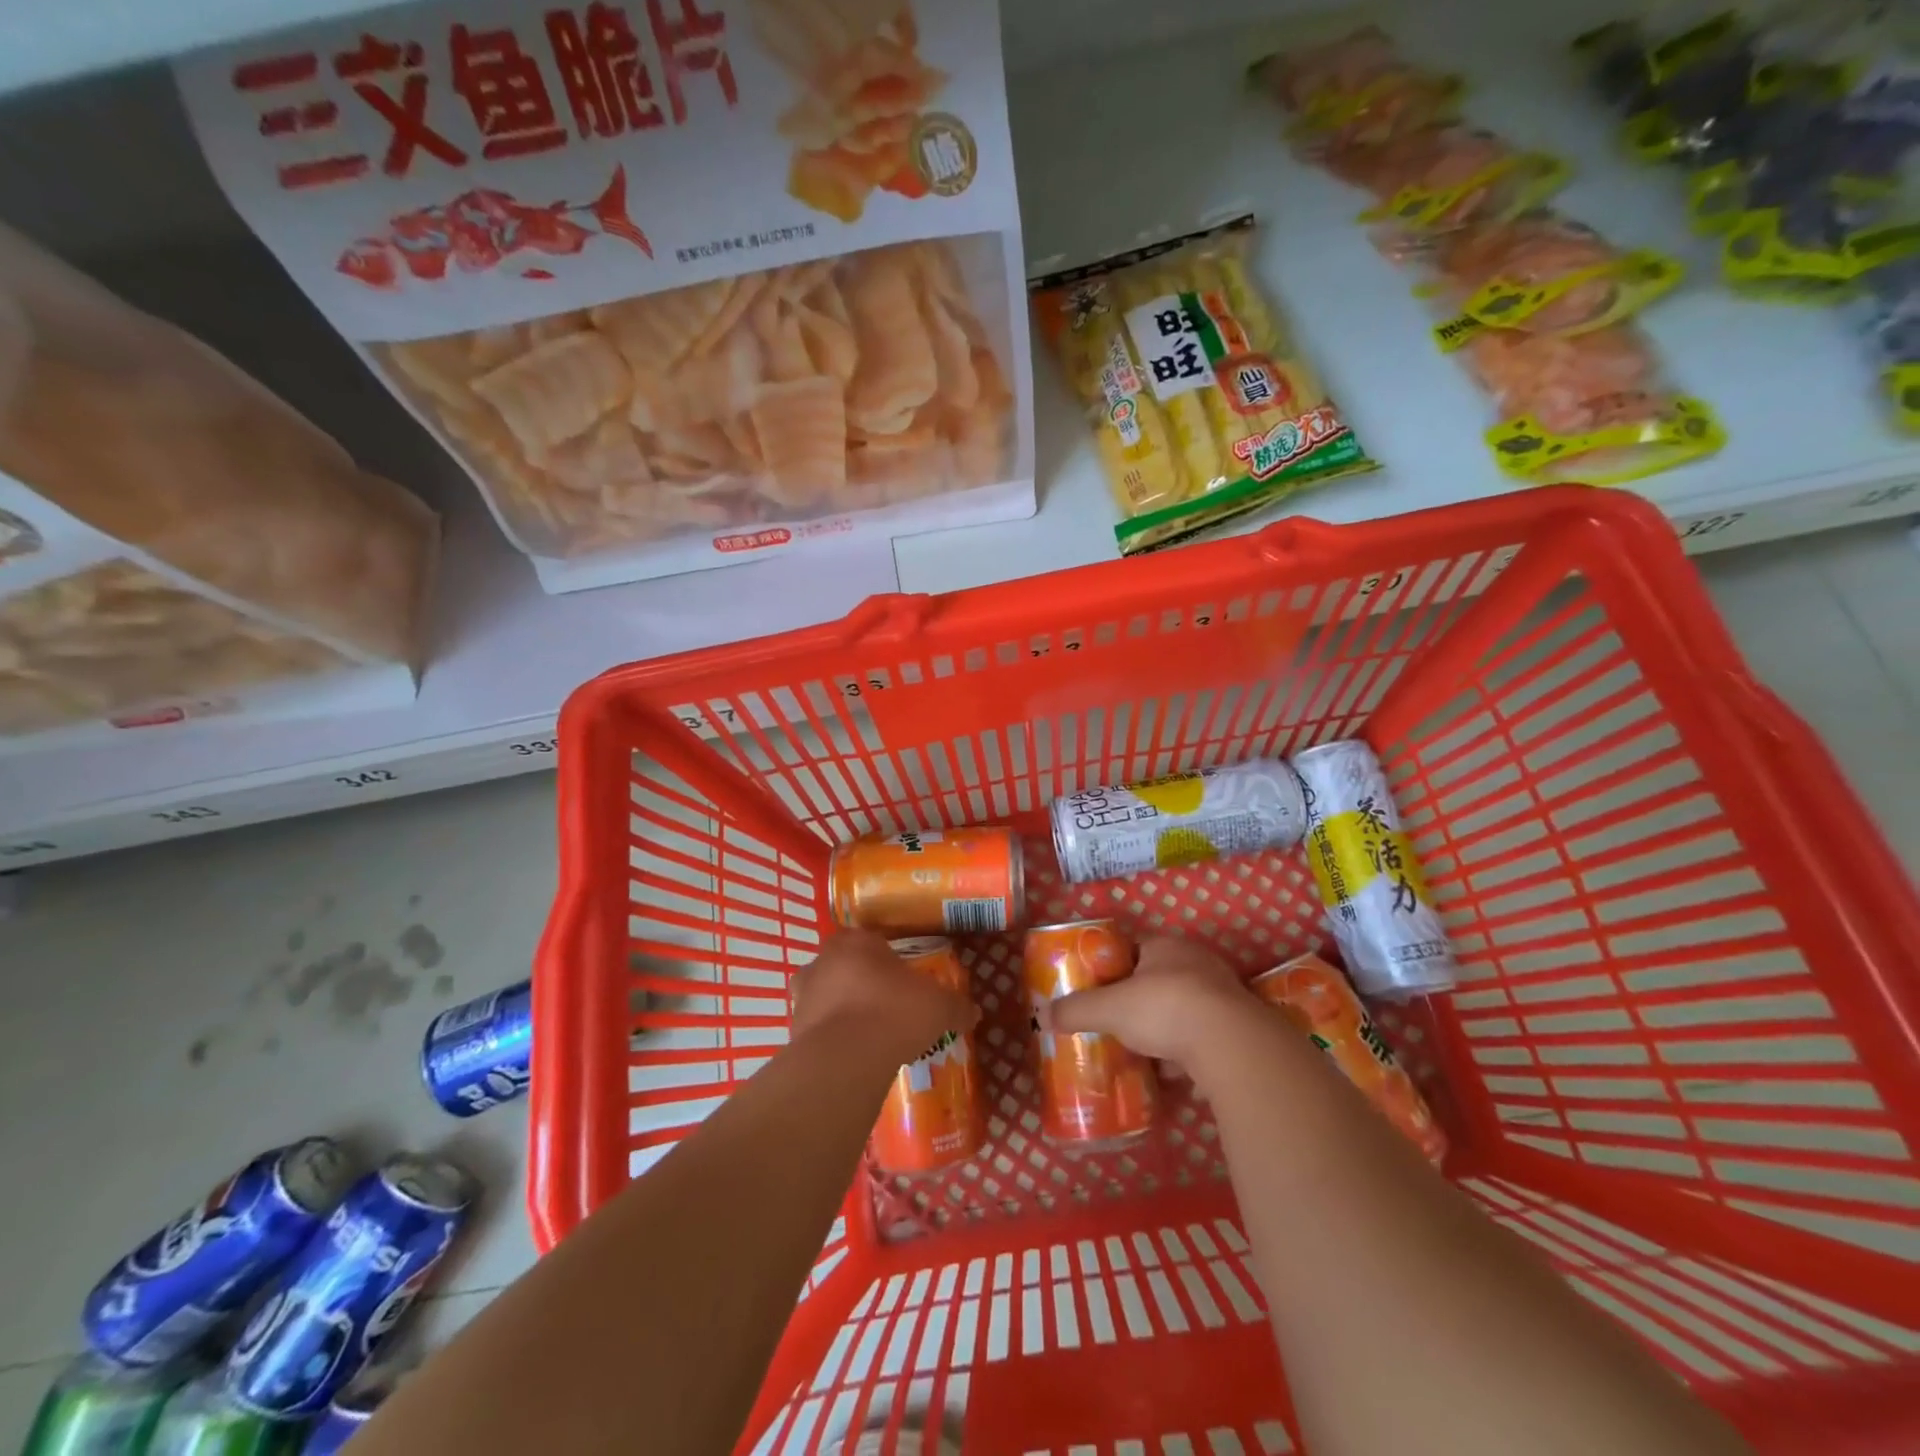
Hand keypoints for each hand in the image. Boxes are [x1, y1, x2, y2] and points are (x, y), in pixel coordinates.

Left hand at [790, 931, 980, 1063]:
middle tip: (888, 1007)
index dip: (889, 959)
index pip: (873, 940)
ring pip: (827, 994)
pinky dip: (832, 1037)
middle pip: (846, 965)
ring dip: (843, 1009)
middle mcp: (824, 959)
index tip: (903, 979)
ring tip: (870, 1034)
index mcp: (857, 940)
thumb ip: (956, 1006)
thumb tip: (974, 1012)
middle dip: (864, 982)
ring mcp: (803, 994)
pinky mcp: (793, 1028)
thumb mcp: (938, 1006)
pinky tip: (853, 1054)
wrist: (846, 1057)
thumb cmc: (894, 1012)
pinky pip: (818, 1027)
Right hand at [1048, 936, 1256, 1067]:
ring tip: (1146, 1052)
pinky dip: (1192, 1050)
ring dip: (1169, 1028)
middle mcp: (1197, 961)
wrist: (1231, 1043)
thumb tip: (1044, 1015)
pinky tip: (1178, 1073)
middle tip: (1120, 1024)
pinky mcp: (1240, 1025)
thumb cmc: (1164, 1008)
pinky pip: (1207, 1035)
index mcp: (1166, 946)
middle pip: (1160, 979)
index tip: (1101, 991)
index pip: (1134, 949)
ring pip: (1186, 1008)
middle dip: (1141, 1002)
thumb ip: (1077, 1010)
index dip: (1115, 968)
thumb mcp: (1109, 1009)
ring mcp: (1223, 993)